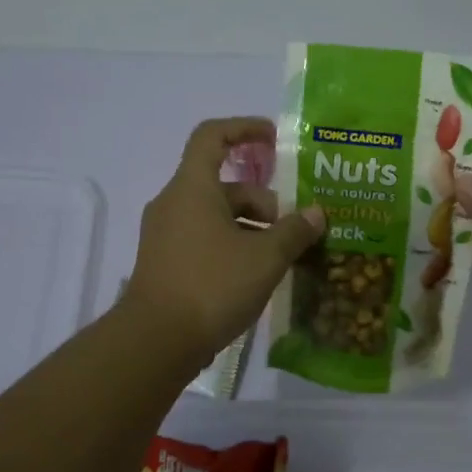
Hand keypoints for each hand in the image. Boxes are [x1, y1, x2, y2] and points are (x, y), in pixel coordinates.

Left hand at [126, 118, 325, 364]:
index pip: (213, 136)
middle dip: (264, 202)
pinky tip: (255, 276)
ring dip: (251, 228)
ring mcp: (165, 235)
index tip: (276, 139)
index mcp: (193, 188)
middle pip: (224, 185)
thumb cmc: (212, 285)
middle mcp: (174, 203)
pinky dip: (232, 246)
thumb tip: (316, 213)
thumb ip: (294, 231)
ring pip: (216, 216)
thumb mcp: (265, 257)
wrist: (155, 342)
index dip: (245, 129)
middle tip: (293, 231)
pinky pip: (204, 239)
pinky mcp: (165, 262)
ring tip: (281, 258)